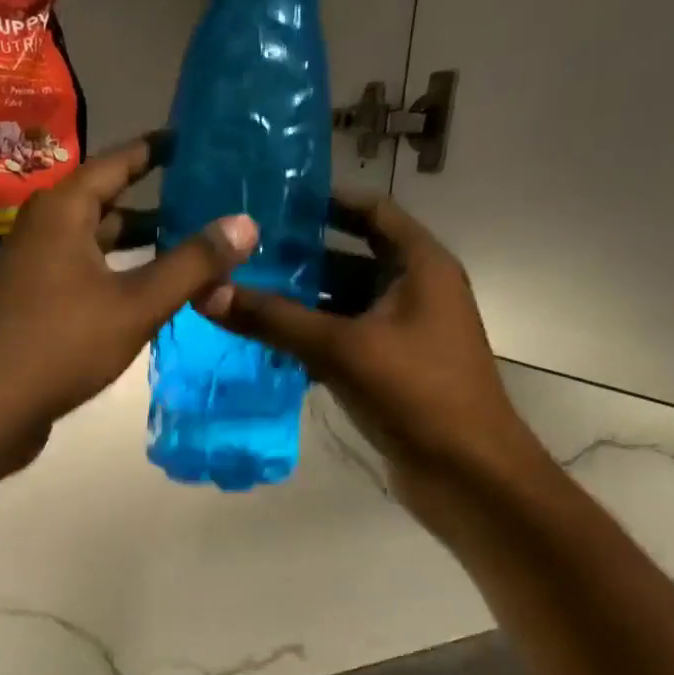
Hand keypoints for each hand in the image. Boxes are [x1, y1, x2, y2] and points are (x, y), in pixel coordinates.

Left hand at [0, 133, 257, 465]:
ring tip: (188, 248)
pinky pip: (81, 273)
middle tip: (205, 201)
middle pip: (105, 203)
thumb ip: (192, 264)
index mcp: (61, 211)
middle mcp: (41, 229)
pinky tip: (145, 294)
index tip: (192, 140)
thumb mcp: (136, 304)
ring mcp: (31, 268)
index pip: (116, 162)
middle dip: (154, 203)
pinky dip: (115, 274)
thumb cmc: (61, 345)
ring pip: (94, 244)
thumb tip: (245, 222)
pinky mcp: (30, 304)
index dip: (155, 150)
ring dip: (136, 245)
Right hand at [198, 192, 539, 497]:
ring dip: (299, 302)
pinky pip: (343, 340)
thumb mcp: (341, 348)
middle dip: (300, 257)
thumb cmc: (416, 394)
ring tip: (241, 293)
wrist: (466, 474)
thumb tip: (207, 292)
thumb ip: (274, 319)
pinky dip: (309, 339)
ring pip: (343, 304)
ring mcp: (403, 333)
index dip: (327, 202)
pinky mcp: (389, 370)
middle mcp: (415, 291)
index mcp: (421, 267)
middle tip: (241, 252)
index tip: (274, 200)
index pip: (373, 212)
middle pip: (351, 258)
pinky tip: (264, 343)